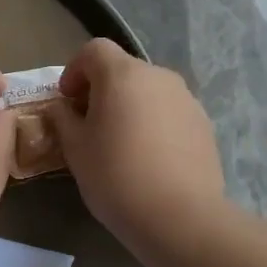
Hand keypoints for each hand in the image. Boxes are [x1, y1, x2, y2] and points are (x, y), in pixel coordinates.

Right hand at [48, 39, 225, 256]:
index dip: (75, 69)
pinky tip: (149, 158)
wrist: (180, 216)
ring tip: (121, 143)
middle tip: (89, 123)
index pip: (94, 50)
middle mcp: (158, 76)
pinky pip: (170, 113)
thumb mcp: (75, 148)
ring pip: (149, 92)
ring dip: (130, 106)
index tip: (67, 99)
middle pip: (124, 69)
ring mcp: (186, 99)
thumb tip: (62, 108)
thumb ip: (63, 119)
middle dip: (102, 90)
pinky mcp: (204, 124)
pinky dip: (154, 123)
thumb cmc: (116, 176)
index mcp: (123, 75)